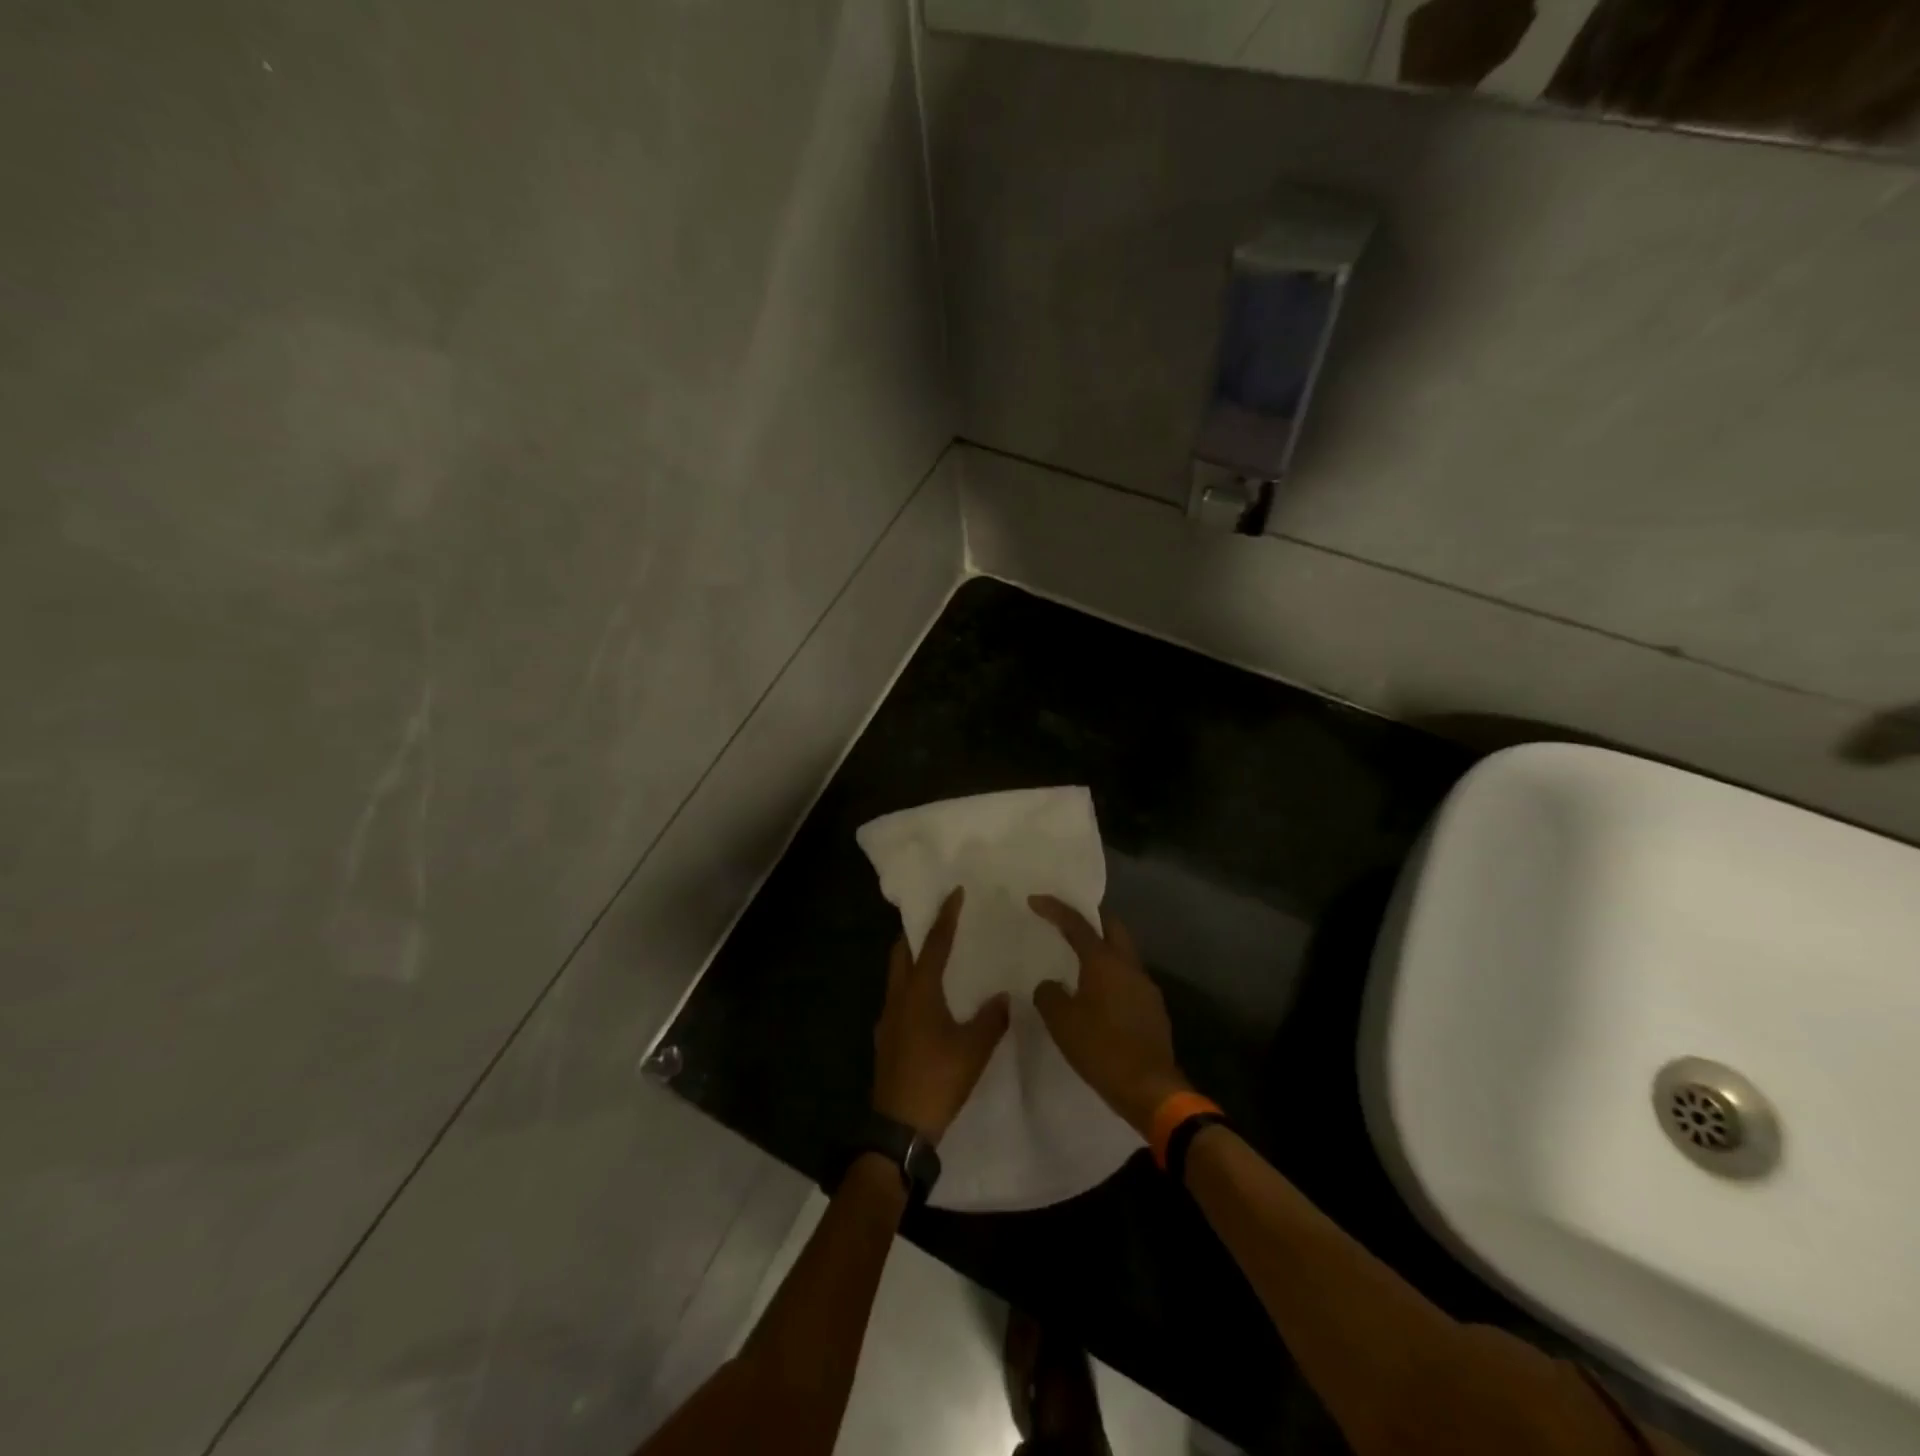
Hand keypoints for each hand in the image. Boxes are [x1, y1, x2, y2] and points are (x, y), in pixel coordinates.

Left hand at [872, 887, 1009, 1143]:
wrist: (900, 1128)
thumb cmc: (938, 1079)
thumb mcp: (974, 1049)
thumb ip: (991, 1018)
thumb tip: (1004, 996)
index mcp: (919, 992)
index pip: (933, 944)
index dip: (945, 917)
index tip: (953, 893)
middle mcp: (898, 997)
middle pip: (902, 952)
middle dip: (917, 932)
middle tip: (938, 921)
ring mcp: (888, 1019)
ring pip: (897, 975)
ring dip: (913, 960)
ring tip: (937, 957)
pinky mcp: (886, 1039)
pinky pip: (898, 998)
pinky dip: (912, 986)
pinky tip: (930, 1002)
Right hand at [1029, 895, 1188, 1135]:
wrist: (1150, 1089)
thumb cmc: (1101, 1049)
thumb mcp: (1062, 1022)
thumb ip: (1049, 995)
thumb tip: (1051, 985)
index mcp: (1105, 962)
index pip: (1077, 923)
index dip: (1055, 908)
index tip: (1035, 900)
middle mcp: (1129, 966)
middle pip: (1112, 927)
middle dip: (1091, 918)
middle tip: (1068, 922)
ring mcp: (1146, 987)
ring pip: (1122, 953)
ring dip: (1102, 950)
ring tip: (1078, 961)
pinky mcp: (1153, 1009)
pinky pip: (1128, 979)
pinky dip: (1111, 976)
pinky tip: (1098, 995)